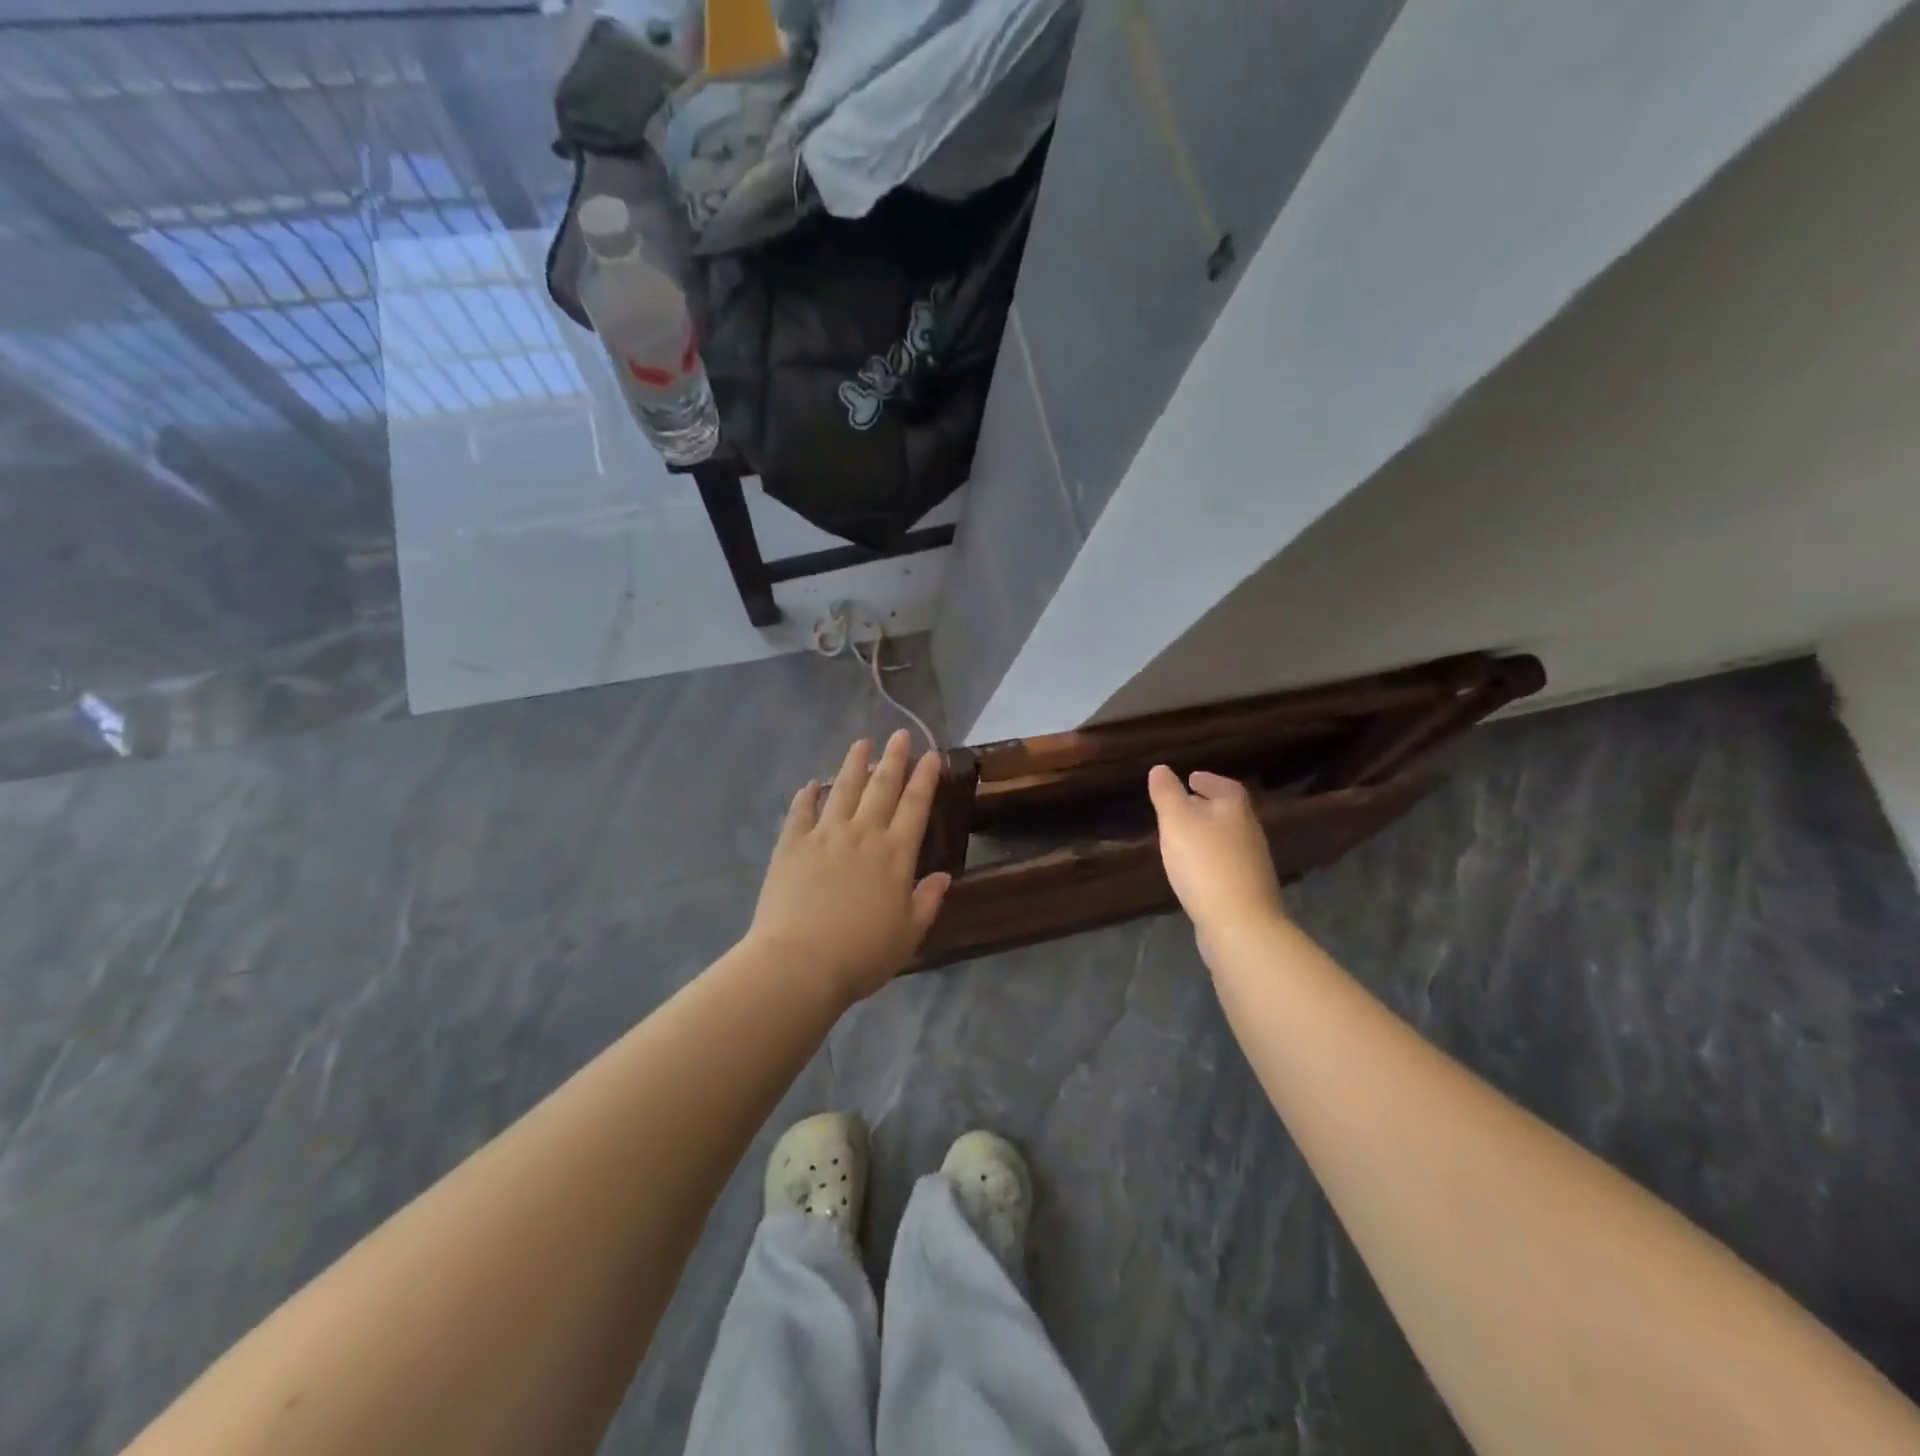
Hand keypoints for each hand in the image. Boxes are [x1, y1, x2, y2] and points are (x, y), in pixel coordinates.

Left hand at [747, 731, 952, 1005]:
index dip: (925, 778)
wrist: (800, 962)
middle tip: (899, 734)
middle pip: (882, 788)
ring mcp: (825, 836)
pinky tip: (811, 784)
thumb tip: (943, 876)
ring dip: (854, 764)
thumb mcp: (908, 935)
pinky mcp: (791, 845)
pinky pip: (801, 811)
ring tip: (862, 743)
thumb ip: (927, 902)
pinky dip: (807, 795)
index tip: (931, 754)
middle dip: (893, 759)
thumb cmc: (861, 954)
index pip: (915, 806)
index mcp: (895, 855)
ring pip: (843, 790)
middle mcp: (863, 835)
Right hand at [1147, 766, 1286, 962]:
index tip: (1191, 778)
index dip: (1209, 781)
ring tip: (1183, 837)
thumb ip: (1167, 794)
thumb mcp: (1176, 821)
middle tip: (1183, 805)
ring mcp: (1252, 865)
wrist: (1239, 924)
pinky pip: (1226, 865)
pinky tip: (1193, 871)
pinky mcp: (1247, 892)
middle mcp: (1249, 833)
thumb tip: (1160, 769)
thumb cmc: (1205, 863)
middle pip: (1229, 813)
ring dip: (1208, 834)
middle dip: (1207, 806)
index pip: (1226, 787)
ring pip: (1228, 840)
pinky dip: (1210, 860)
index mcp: (1235, 811)